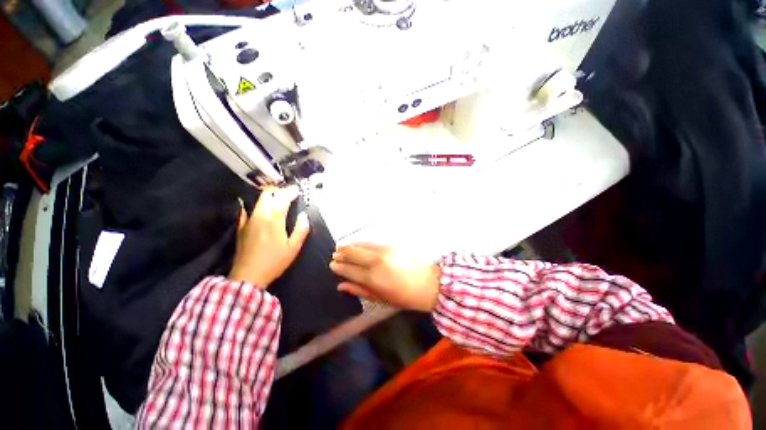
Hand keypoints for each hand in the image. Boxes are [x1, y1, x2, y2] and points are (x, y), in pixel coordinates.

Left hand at [229, 186, 309, 286]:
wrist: (248, 275)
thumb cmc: (274, 262)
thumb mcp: (293, 248)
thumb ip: (301, 230)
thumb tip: (304, 216)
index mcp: (274, 220)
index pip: (282, 199)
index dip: (290, 192)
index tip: (297, 191)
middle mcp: (260, 216)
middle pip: (267, 195)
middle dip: (278, 191)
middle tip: (287, 193)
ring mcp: (248, 221)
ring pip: (258, 201)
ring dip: (268, 196)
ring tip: (276, 198)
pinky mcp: (241, 227)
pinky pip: (246, 211)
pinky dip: (252, 205)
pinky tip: (255, 206)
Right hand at [330, 243, 440, 311]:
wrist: (430, 282)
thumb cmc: (405, 296)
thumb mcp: (381, 299)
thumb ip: (360, 290)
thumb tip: (341, 285)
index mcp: (373, 278)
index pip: (349, 270)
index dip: (339, 267)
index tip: (332, 264)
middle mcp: (376, 261)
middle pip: (353, 253)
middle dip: (341, 253)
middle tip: (334, 254)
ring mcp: (384, 250)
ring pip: (362, 245)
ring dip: (350, 245)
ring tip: (341, 246)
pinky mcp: (392, 244)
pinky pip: (372, 242)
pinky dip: (362, 243)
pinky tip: (357, 243)